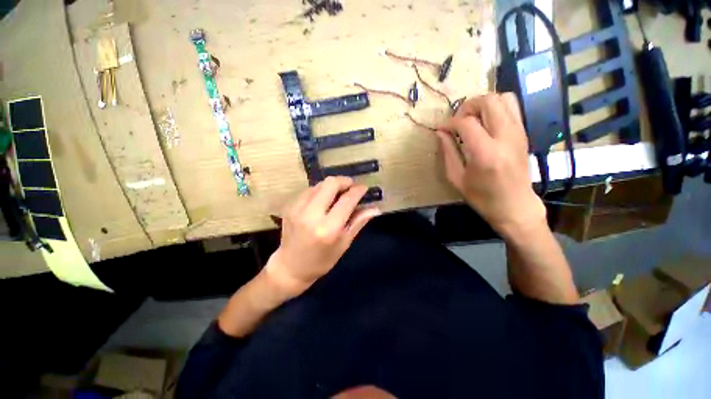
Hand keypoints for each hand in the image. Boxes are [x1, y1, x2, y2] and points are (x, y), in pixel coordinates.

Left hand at [265, 176, 380, 297]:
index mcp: (328, 229)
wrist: (290, 267)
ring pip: (319, 184)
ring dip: (332, 186)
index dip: (358, 191)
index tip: (364, 188)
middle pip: (330, 184)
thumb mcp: (344, 244)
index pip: (347, 200)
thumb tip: (375, 209)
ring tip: (338, 195)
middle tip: (351, 187)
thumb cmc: (321, 261)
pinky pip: (309, 191)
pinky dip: (320, 191)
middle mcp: (311, 215)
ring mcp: (297, 209)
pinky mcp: (290, 207)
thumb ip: (358, 222)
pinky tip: (324, 200)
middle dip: (344, 181)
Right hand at [437, 93, 545, 238]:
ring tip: (472, 120)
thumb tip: (440, 132)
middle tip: (457, 121)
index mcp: (485, 153)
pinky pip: (511, 107)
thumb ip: (448, 152)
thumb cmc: (482, 197)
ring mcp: (518, 132)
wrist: (515, 205)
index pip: (466, 123)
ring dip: (483, 104)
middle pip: (488, 101)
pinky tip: (485, 124)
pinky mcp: (523, 133)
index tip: (441, 129)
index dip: (450, 122)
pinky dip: (495, 109)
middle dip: (468, 106)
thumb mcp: (457, 178)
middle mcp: (505, 137)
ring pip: (503, 98)